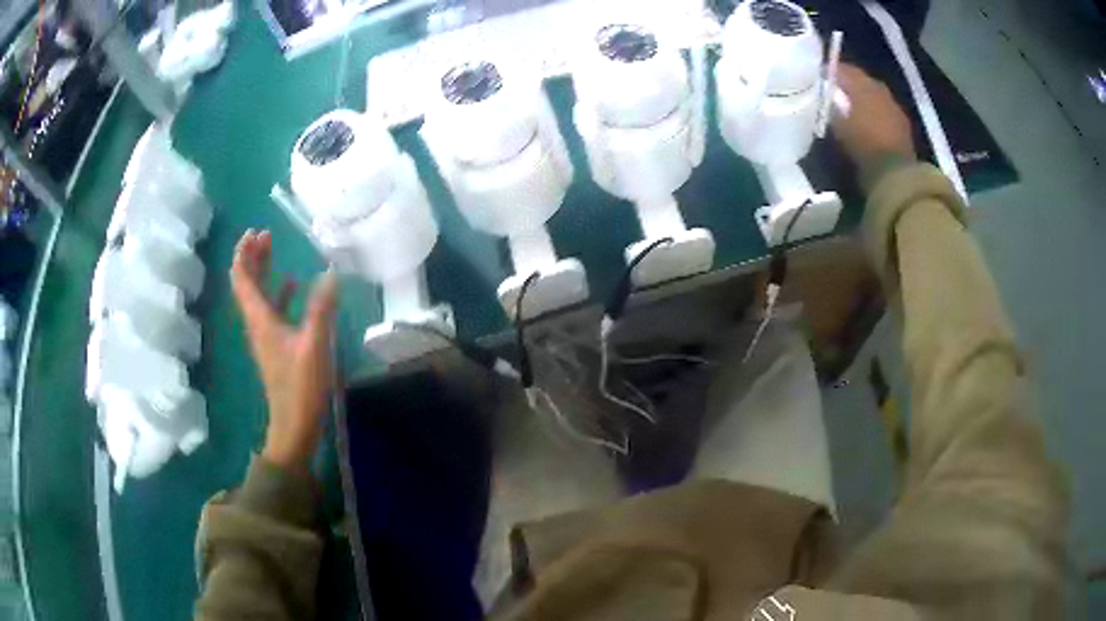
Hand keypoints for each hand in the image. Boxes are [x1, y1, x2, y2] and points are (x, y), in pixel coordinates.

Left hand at [231, 230, 338, 470]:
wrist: (294, 425)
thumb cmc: (300, 387)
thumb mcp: (314, 346)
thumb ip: (321, 309)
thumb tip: (331, 272)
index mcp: (260, 320)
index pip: (242, 279)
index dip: (244, 253)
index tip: (254, 231)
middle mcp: (258, 324)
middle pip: (247, 283)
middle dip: (253, 256)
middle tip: (266, 234)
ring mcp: (266, 335)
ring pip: (259, 295)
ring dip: (264, 271)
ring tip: (275, 250)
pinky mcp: (277, 346)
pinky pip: (273, 310)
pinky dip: (280, 293)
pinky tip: (295, 286)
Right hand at [831, 64, 915, 189]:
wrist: (896, 175)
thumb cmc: (863, 146)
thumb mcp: (837, 125)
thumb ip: (828, 106)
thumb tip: (820, 95)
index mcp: (862, 82)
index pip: (841, 68)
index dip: (827, 72)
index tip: (815, 78)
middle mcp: (879, 88)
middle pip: (859, 80)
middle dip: (846, 86)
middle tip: (831, 94)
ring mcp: (894, 106)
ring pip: (872, 95)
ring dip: (861, 100)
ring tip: (848, 111)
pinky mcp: (902, 125)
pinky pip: (882, 111)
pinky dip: (873, 114)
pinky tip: (865, 124)